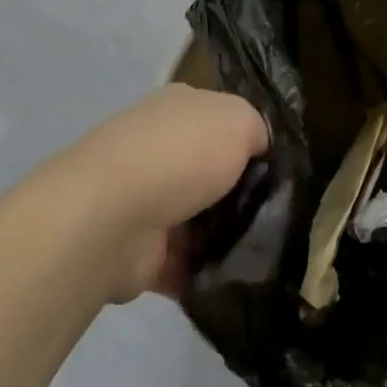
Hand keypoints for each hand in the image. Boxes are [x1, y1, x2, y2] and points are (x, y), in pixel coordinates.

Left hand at [40, 84, 267, 303]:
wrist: (111, 217)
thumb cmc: (181, 155)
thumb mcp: (239, 120)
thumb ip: (256, 130)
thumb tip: (257, 149)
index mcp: (177, 108)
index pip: (220, 118)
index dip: (249, 140)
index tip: (276, 169)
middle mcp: (157, 147)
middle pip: (210, 170)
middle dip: (239, 193)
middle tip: (275, 215)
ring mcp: (142, 198)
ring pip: (197, 218)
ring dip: (224, 236)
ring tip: (263, 253)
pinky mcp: (137, 249)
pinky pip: (182, 262)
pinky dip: (204, 272)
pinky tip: (236, 279)